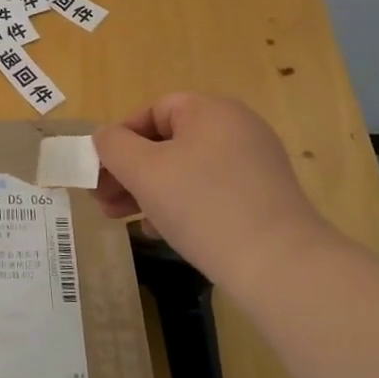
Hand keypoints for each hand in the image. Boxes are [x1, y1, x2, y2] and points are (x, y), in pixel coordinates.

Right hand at [93, 93, 327, 282]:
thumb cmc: (203, 205)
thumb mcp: (144, 171)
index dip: (119, 138)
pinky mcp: (262, 199)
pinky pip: (209, 192)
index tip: (98, 169)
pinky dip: (179, 206)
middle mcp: (236, 129)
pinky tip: (156, 232)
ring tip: (118, 218)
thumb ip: (113, 146)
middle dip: (128, 170)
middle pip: (167, 142)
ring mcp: (253, 165)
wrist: (280, 266)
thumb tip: (105, 137)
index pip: (153, 111)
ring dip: (147, 191)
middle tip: (100, 199)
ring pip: (185, 170)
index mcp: (210, 111)